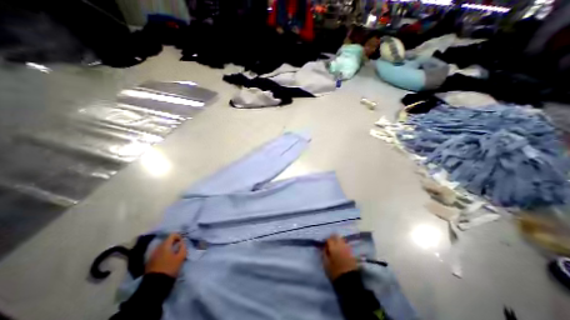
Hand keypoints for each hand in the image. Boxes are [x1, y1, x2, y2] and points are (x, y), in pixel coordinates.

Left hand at [145, 233, 185, 277]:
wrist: (155, 284)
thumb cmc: (170, 268)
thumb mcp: (181, 256)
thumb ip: (183, 247)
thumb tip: (182, 241)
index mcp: (165, 245)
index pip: (172, 235)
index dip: (179, 236)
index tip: (182, 243)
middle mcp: (157, 248)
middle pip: (167, 241)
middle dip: (173, 243)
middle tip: (179, 248)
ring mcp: (152, 255)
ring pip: (162, 247)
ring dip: (168, 248)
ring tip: (173, 254)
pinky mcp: (149, 262)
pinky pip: (158, 253)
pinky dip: (163, 253)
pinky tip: (167, 260)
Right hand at [322, 234, 357, 280]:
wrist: (349, 282)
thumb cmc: (335, 273)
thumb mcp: (325, 264)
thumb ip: (324, 253)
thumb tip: (323, 247)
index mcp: (334, 247)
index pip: (329, 239)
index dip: (326, 241)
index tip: (324, 245)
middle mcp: (341, 245)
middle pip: (336, 236)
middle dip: (332, 238)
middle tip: (329, 244)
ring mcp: (347, 249)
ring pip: (341, 240)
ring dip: (337, 241)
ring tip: (335, 248)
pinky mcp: (352, 253)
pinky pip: (346, 245)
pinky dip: (342, 245)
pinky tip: (340, 251)